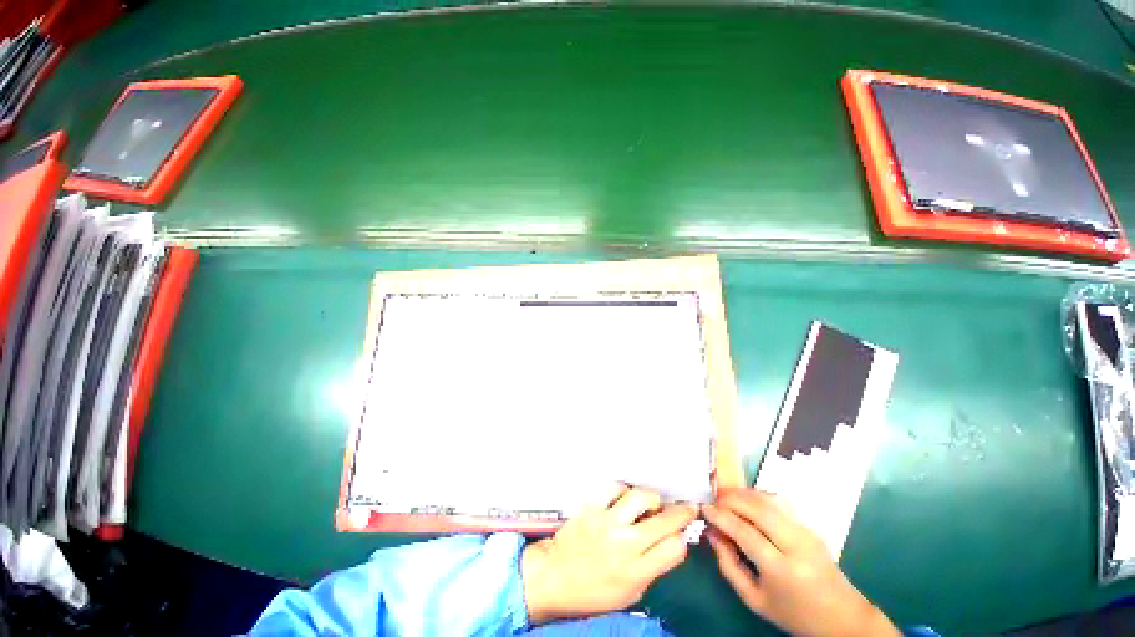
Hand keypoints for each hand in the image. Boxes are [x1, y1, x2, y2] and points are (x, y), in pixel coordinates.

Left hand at [521, 487, 697, 624]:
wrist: (555, 577)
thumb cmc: (593, 592)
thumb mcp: (630, 593)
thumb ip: (652, 568)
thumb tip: (671, 542)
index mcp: (636, 573)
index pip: (674, 549)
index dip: (681, 540)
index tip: (680, 534)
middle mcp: (625, 544)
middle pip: (664, 520)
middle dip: (681, 512)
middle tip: (686, 507)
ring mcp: (607, 521)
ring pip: (641, 496)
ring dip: (652, 498)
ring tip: (652, 502)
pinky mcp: (592, 506)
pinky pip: (615, 487)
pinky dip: (624, 490)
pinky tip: (625, 497)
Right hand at [703, 489, 899, 636]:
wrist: (842, 617)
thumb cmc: (794, 613)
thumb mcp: (755, 600)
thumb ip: (729, 566)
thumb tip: (712, 534)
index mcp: (781, 569)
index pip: (744, 532)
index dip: (721, 516)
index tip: (704, 508)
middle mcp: (796, 545)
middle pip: (758, 509)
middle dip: (731, 499)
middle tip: (713, 499)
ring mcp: (806, 532)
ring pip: (769, 500)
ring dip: (744, 493)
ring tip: (726, 496)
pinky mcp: (810, 526)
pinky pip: (780, 502)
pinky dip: (759, 495)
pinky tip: (747, 501)